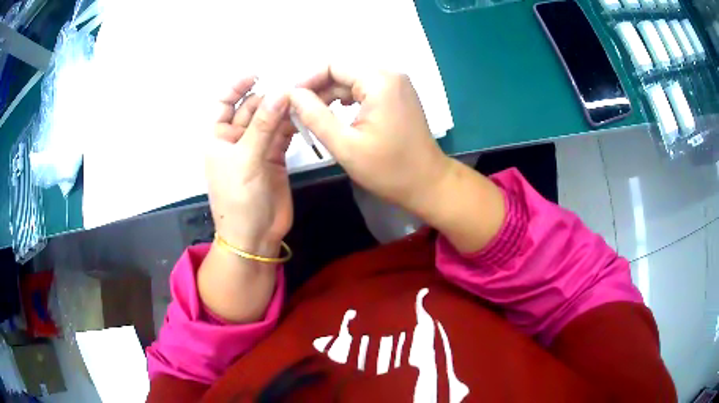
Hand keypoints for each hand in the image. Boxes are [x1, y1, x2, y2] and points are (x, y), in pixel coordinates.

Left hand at [206, 76, 293, 256]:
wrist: (254, 236)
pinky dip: (292, 124)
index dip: (237, 86)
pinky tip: (304, 115)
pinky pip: (283, 134)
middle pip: (251, 108)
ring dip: (283, 109)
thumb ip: (264, 125)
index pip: (223, 102)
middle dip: (268, 96)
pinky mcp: (275, 157)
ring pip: (270, 119)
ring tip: (303, 98)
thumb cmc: (239, 199)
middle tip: (293, 87)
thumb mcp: (246, 159)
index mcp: (218, 137)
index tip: (258, 74)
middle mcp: (236, 138)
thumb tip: (281, 91)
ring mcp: (256, 147)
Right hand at [290, 65, 504, 253]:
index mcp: (379, 81)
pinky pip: (366, 89)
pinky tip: (336, 116)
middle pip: (343, 71)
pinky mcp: (398, 95)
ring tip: (312, 117)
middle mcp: (390, 75)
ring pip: (353, 81)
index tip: (290, 101)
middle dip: (319, 89)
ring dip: (332, 96)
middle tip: (298, 112)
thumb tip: (292, 94)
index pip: (333, 65)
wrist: (427, 183)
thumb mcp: (345, 145)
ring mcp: (397, 84)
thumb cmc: (388, 169)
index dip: (308, 80)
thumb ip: (315, 116)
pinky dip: (348, 100)